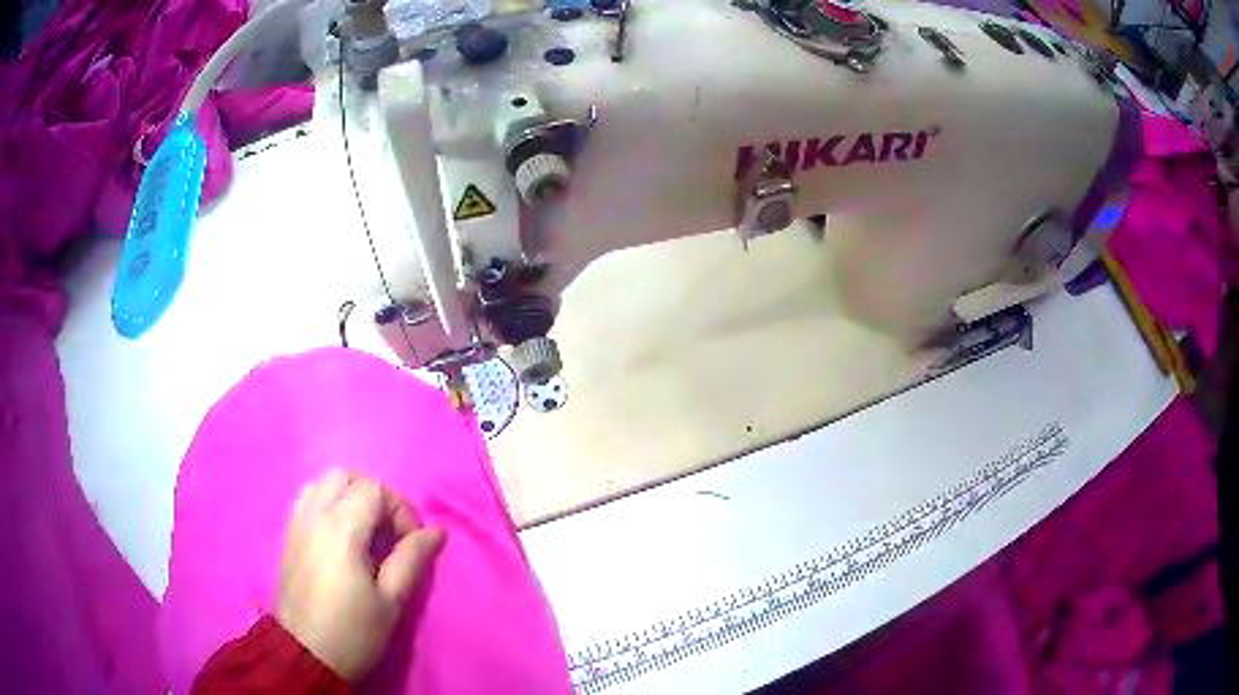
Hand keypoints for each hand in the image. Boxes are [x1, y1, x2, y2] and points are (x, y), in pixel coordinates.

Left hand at [276, 469, 444, 680]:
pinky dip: (328, 502)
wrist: (306, 653)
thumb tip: (437, 531)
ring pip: (323, 483)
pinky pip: (307, 498)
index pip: (374, 489)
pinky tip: (340, 536)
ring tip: (365, 531)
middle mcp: (315, 515)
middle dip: (374, 495)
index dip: (400, 509)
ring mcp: (297, 523)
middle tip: (389, 532)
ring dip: (349, 496)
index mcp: (341, 529)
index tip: (411, 543)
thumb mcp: (391, 600)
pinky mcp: (289, 535)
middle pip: (346, 476)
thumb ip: (412, 559)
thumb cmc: (353, 630)